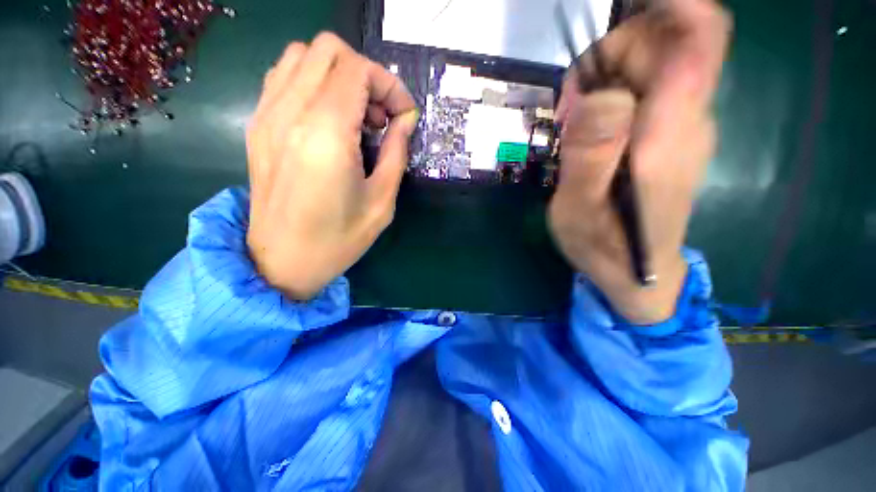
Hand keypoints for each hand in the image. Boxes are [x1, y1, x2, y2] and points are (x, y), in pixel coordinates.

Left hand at [246, 33, 417, 300]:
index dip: (390, 86)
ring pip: (303, 55)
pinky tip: (329, 119)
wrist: (282, 261)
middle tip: (379, 116)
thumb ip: (396, 153)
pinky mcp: (258, 125)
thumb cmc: (339, 239)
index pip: (359, 70)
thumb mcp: (382, 201)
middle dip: (366, 75)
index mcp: (326, 134)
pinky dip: (313, 83)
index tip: (404, 117)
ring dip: (338, 75)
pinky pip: (283, 77)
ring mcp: (267, 115)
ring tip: (356, 117)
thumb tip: (405, 121)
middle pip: (329, 49)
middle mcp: (290, 112)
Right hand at [550, 0, 730, 323]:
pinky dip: (613, 92)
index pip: (699, 36)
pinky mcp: (671, 136)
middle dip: (610, 54)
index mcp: (666, 134)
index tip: (630, 4)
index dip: (672, 3)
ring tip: (573, 123)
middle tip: (569, 105)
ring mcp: (683, 126)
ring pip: (653, 64)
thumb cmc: (603, 248)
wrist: (636, 273)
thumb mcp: (577, 207)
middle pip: (665, 42)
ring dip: (606, 77)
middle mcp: (687, 119)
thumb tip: (599, 93)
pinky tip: (588, 128)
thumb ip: (590, 153)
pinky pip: (647, 89)